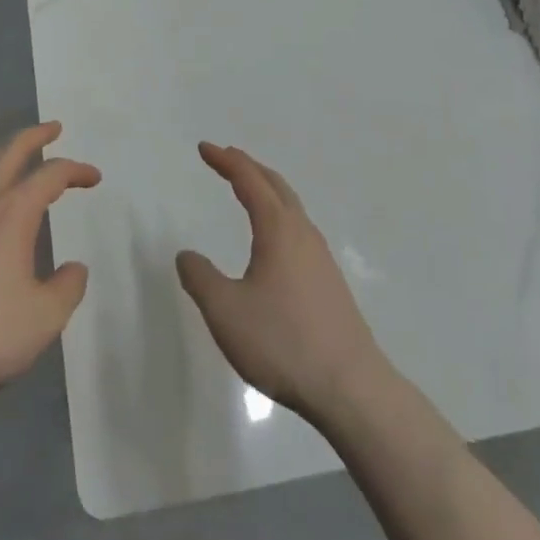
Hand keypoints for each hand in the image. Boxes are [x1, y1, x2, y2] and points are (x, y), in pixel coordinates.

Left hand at [0, 121, 99, 397]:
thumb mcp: (42, 319)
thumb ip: (67, 289)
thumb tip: (75, 268)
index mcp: (14, 211)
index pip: (51, 174)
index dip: (76, 170)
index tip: (93, 178)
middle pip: (11, 149)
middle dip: (36, 134)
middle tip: (53, 128)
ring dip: (2, 151)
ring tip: (14, 154)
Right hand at [176, 141, 388, 421]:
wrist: (352, 390)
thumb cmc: (284, 343)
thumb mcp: (226, 312)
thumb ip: (200, 278)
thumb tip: (187, 255)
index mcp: (278, 229)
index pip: (248, 179)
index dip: (225, 161)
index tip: (204, 148)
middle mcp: (302, 233)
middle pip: (275, 185)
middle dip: (248, 167)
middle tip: (225, 158)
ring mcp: (321, 257)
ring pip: (291, 206)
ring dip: (267, 189)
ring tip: (248, 190)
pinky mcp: (330, 282)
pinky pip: (299, 229)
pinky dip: (279, 214)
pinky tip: (274, 240)